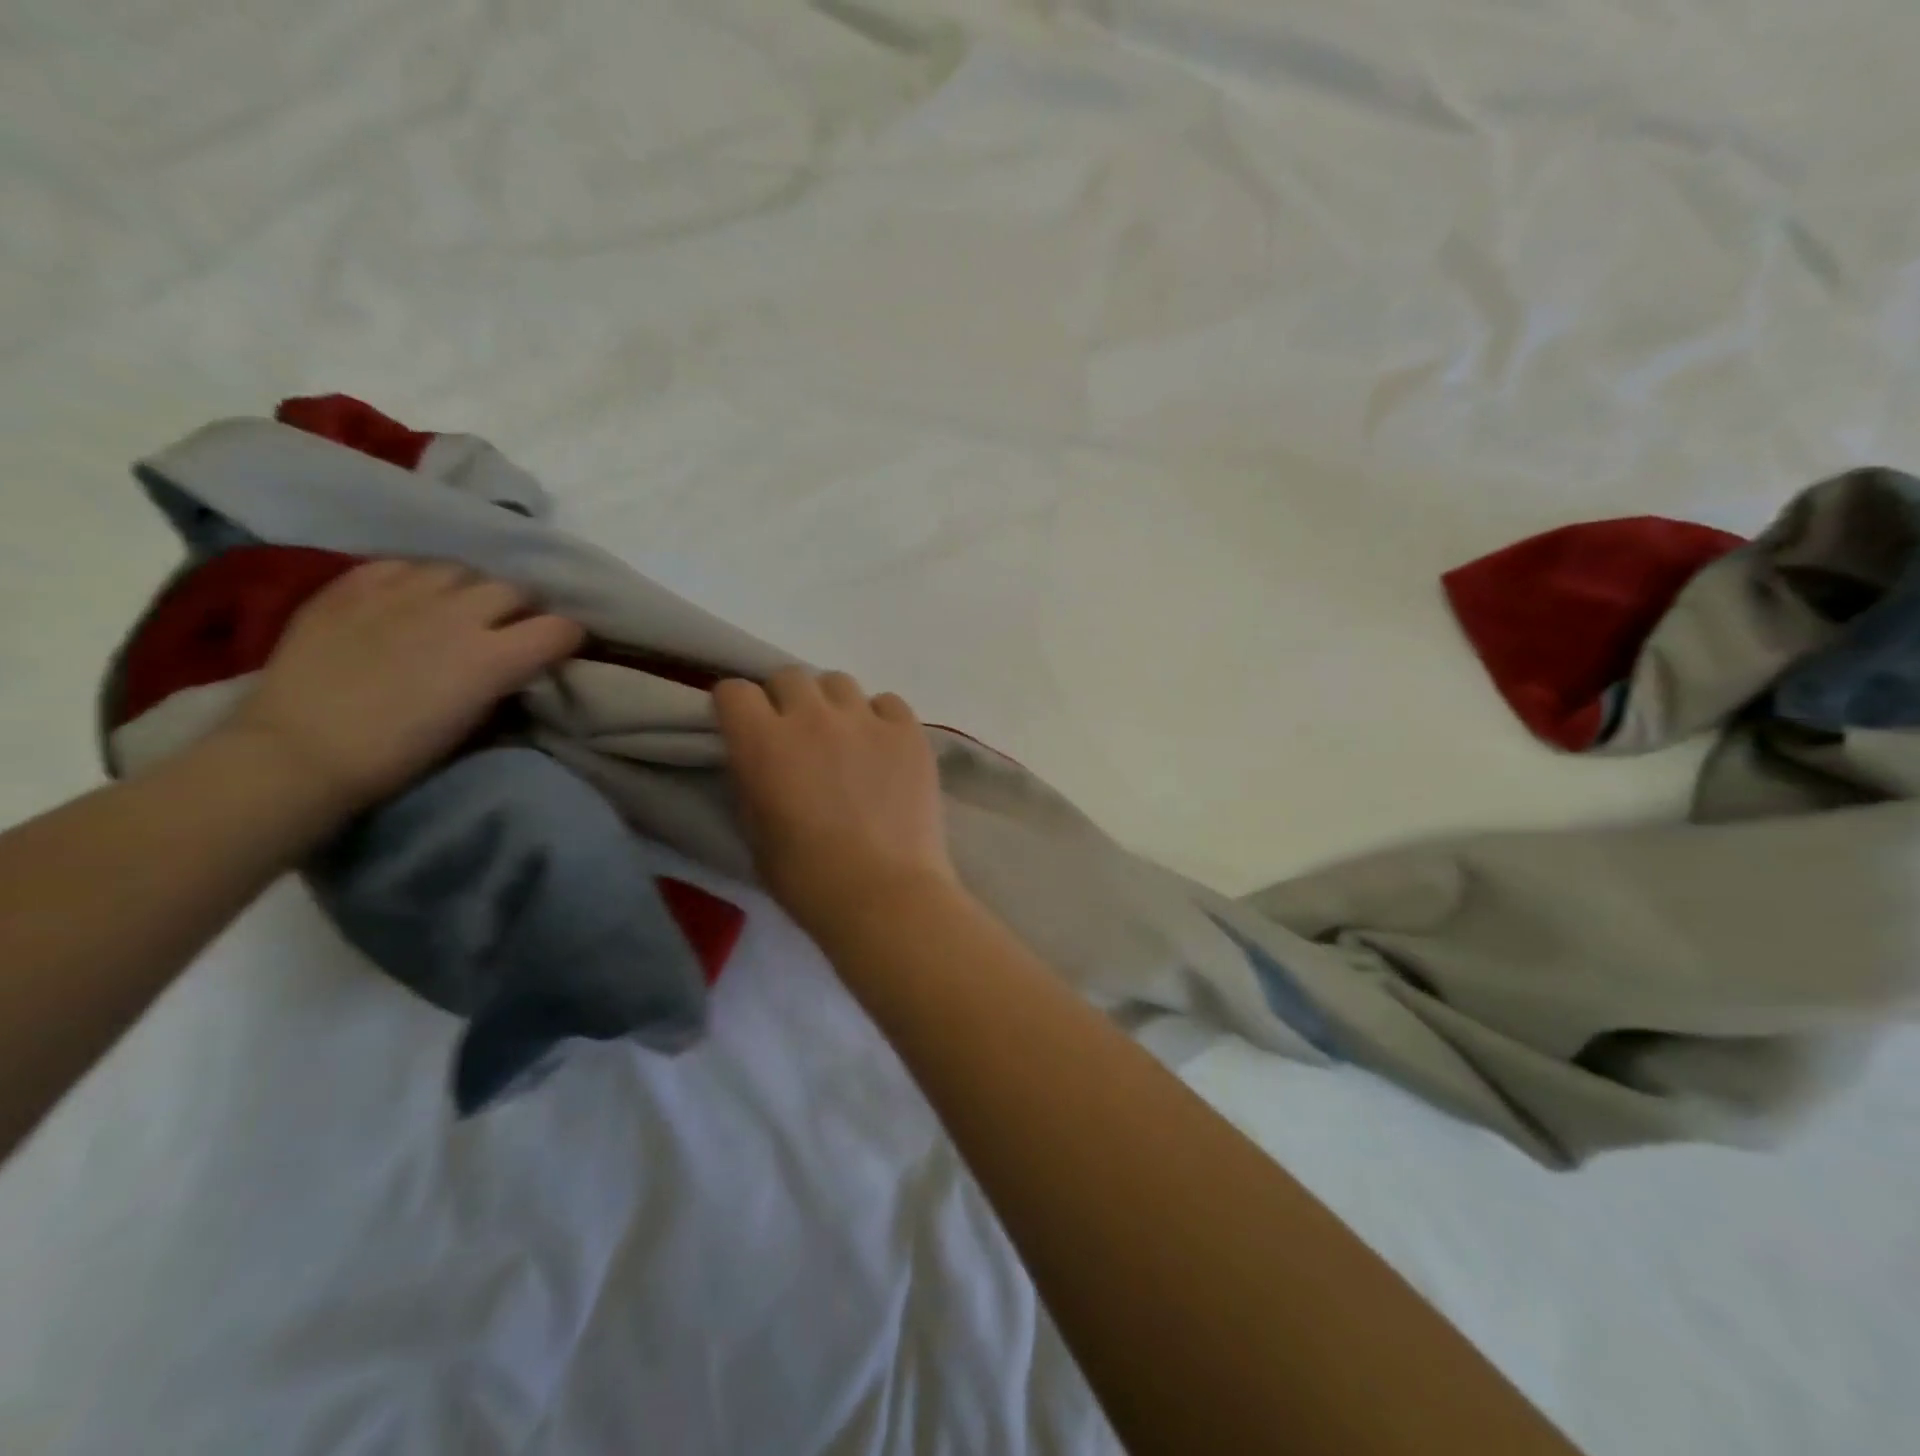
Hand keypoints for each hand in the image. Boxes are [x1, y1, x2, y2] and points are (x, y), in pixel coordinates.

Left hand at [218, 560, 583, 812]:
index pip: (560, 628)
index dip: (567, 639)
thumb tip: (522, 669)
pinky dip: (417, 579)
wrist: (299, 752)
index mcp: (494, 657)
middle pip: (514, 589)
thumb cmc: (399, 754)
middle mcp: (458, 613)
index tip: (560, 651)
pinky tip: (408, 600)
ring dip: (471, 589)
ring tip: (457, 608)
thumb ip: (507, 684)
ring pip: (462, 569)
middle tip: (507, 630)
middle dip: (521, 609)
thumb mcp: (477, 725)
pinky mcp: (354, 585)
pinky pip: (404, 565)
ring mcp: (403, 593)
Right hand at [713, 668, 957, 937]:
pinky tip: (883, 749)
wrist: (883, 895)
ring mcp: (865, 719)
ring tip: (844, 740)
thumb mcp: (756, 832)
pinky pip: (888, 702)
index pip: (734, 690)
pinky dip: (880, 718)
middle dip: (784, 700)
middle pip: (789, 677)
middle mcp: (812, 716)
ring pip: (839, 683)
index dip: (736, 708)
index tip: (744, 728)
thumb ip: (753, 781)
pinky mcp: (908, 731)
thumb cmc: (808, 879)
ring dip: (832, 705)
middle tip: (796, 735)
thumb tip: (760, 759)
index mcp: (762, 742)